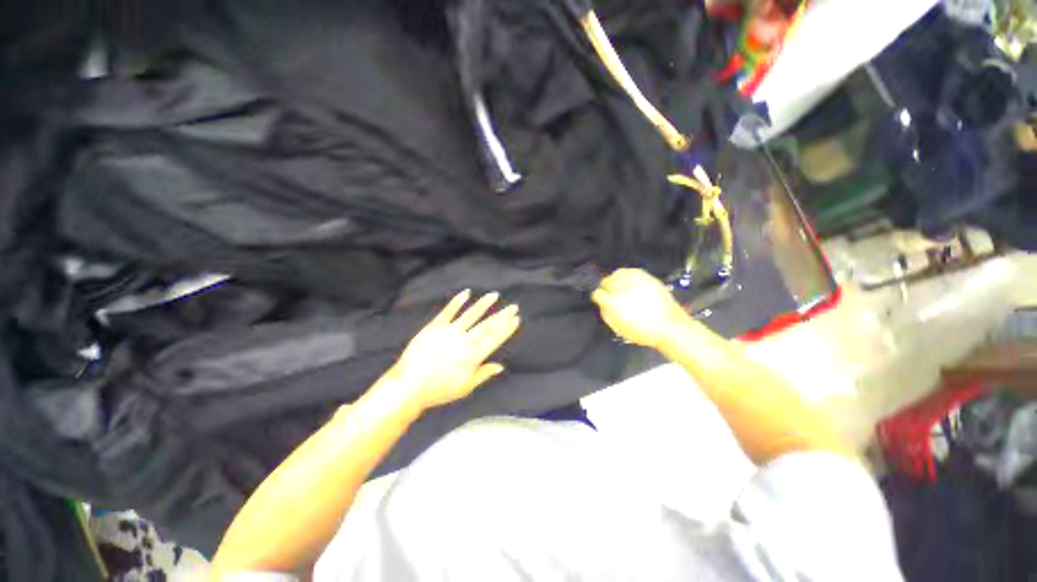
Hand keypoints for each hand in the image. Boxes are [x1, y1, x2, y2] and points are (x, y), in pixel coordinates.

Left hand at [386, 290, 519, 411]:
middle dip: (502, 316)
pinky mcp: (436, 326)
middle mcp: (465, 341)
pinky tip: (466, 293)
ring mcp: (450, 332)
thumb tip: (501, 366)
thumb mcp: (465, 388)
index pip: (495, 339)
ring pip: (471, 315)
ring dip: (484, 304)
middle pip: (487, 326)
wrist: (409, 386)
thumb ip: (483, 374)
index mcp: (473, 356)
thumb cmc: (438, 390)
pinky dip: (457, 301)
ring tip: (494, 295)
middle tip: (514, 306)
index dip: (507, 328)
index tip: (516, 319)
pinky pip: (448, 311)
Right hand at [591, 268, 685, 348]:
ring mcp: (634, 280)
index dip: (599, 298)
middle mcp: (621, 288)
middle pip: (606, 282)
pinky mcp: (645, 276)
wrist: (669, 326)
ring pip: (616, 274)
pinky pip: (630, 271)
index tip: (602, 300)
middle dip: (607, 288)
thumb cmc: (643, 332)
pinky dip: (627, 275)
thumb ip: (608, 315)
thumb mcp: (620, 329)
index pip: (597, 294)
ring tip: (621, 287)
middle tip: (612, 294)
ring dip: (616, 280)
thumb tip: (603, 306)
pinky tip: (630, 282)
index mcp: (613, 302)